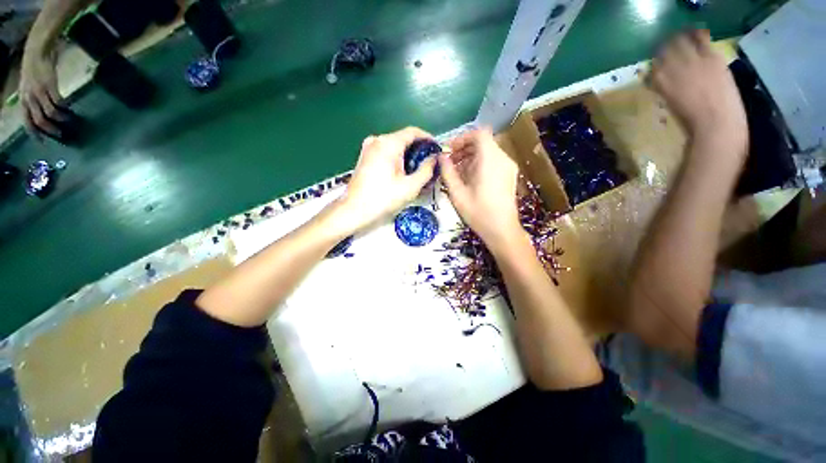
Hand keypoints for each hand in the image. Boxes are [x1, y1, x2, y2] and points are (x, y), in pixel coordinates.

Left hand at [20, 46, 64, 137]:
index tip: (44, 142)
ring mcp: (39, 91)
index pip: (27, 122)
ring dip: (59, 119)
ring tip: (68, 122)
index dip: (35, 133)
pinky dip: (64, 108)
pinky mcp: (50, 85)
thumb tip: (40, 113)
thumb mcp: (29, 84)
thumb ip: (33, 97)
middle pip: (39, 120)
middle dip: (50, 129)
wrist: (37, 50)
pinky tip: (70, 109)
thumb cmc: (34, 68)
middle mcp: (29, 97)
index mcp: (23, 99)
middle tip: (61, 134)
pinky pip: (58, 101)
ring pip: (49, 113)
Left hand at [334, 127, 437, 232]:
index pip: (413, 132)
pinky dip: (397, 159)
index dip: (428, 139)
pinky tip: (404, 173)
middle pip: (403, 139)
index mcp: (388, 143)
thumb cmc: (383, 199)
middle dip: (419, 150)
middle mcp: (377, 140)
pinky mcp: (365, 157)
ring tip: (419, 170)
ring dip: (408, 156)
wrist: (354, 211)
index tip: (437, 150)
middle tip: (430, 164)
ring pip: (395, 146)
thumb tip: (435, 159)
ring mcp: (368, 148)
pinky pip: (386, 153)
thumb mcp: (410, 187)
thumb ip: (426, 170)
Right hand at [439, 128, 522, 249]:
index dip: (462, 138)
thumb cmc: (478, 212)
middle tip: (450, 162)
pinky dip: (480, 164)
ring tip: (458, 172)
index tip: (450, 150)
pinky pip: (493, 161)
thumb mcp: (457, 193)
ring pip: (488, 152)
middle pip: (483, 142)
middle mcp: (502, 158)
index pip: (479, 133)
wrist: (502, 230)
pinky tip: (470, 179)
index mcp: (490, 160)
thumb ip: (447, 172)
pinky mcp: (510, 175)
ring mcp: (508, 167)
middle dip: (464, 149)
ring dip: (471, 157)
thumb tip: (441, 157)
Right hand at [651, 30, 747, 162]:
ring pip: (681, 42)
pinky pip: (701, 40)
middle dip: (665, 48)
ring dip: (678, 39)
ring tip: (679, 37)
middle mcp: (674, 68)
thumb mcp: (671, 107)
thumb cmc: (692, 121)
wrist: (717, 123)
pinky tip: (696, 32)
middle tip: (666, 47)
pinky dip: (697, 35)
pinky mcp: (712, 57)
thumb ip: (665, 91)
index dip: (655, 63)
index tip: (656, 63)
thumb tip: (659, 81)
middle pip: (666, 51)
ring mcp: (694, 60)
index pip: (654, 67)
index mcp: (661, 83)